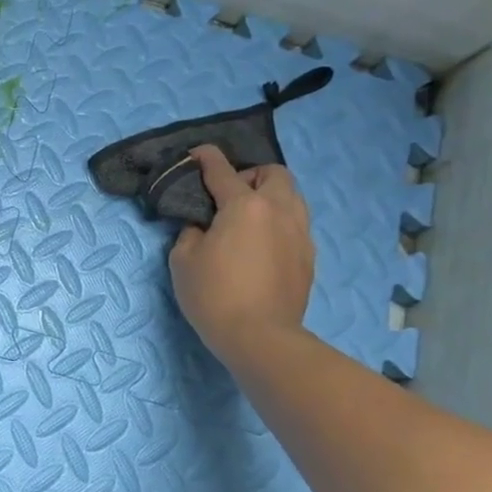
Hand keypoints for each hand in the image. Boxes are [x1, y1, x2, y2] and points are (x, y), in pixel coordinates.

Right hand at [168, 148, 314, 364]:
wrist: (260, 337)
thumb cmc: (214, 295)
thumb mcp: (183, 260)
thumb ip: (191, 232)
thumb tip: (202, 226)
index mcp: (245, 206)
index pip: (223, 170)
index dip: (206, 158)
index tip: (196, 154)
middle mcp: (279, 210)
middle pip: (273, 174)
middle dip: (250, 175)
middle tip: (228, 196)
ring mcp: (300, 233)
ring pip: (292, 197)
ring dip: (269, 197)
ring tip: (247, 219)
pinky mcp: (308, 257)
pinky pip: (296, 224)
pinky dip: (278, 223)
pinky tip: (261, 246)